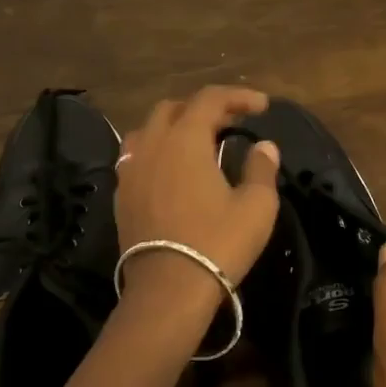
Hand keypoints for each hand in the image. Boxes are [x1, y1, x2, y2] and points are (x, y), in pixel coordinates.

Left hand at [114, 86, 279, 312]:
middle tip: (232, 122)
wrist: (168, 290)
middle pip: (174, 108)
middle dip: (205, 108)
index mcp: (185, 139)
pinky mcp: (120, 195)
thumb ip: (261, 168)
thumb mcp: (256, 205)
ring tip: (198, 142)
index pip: (210, 99)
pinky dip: (157, 151)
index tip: (262, 106)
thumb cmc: (218, 243)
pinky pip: (136, 157)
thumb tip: (264, 147)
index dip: (238, 96)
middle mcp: (152, 145)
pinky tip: (172, 170)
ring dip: (175, 126)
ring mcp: (130, 170)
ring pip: (148, 130)